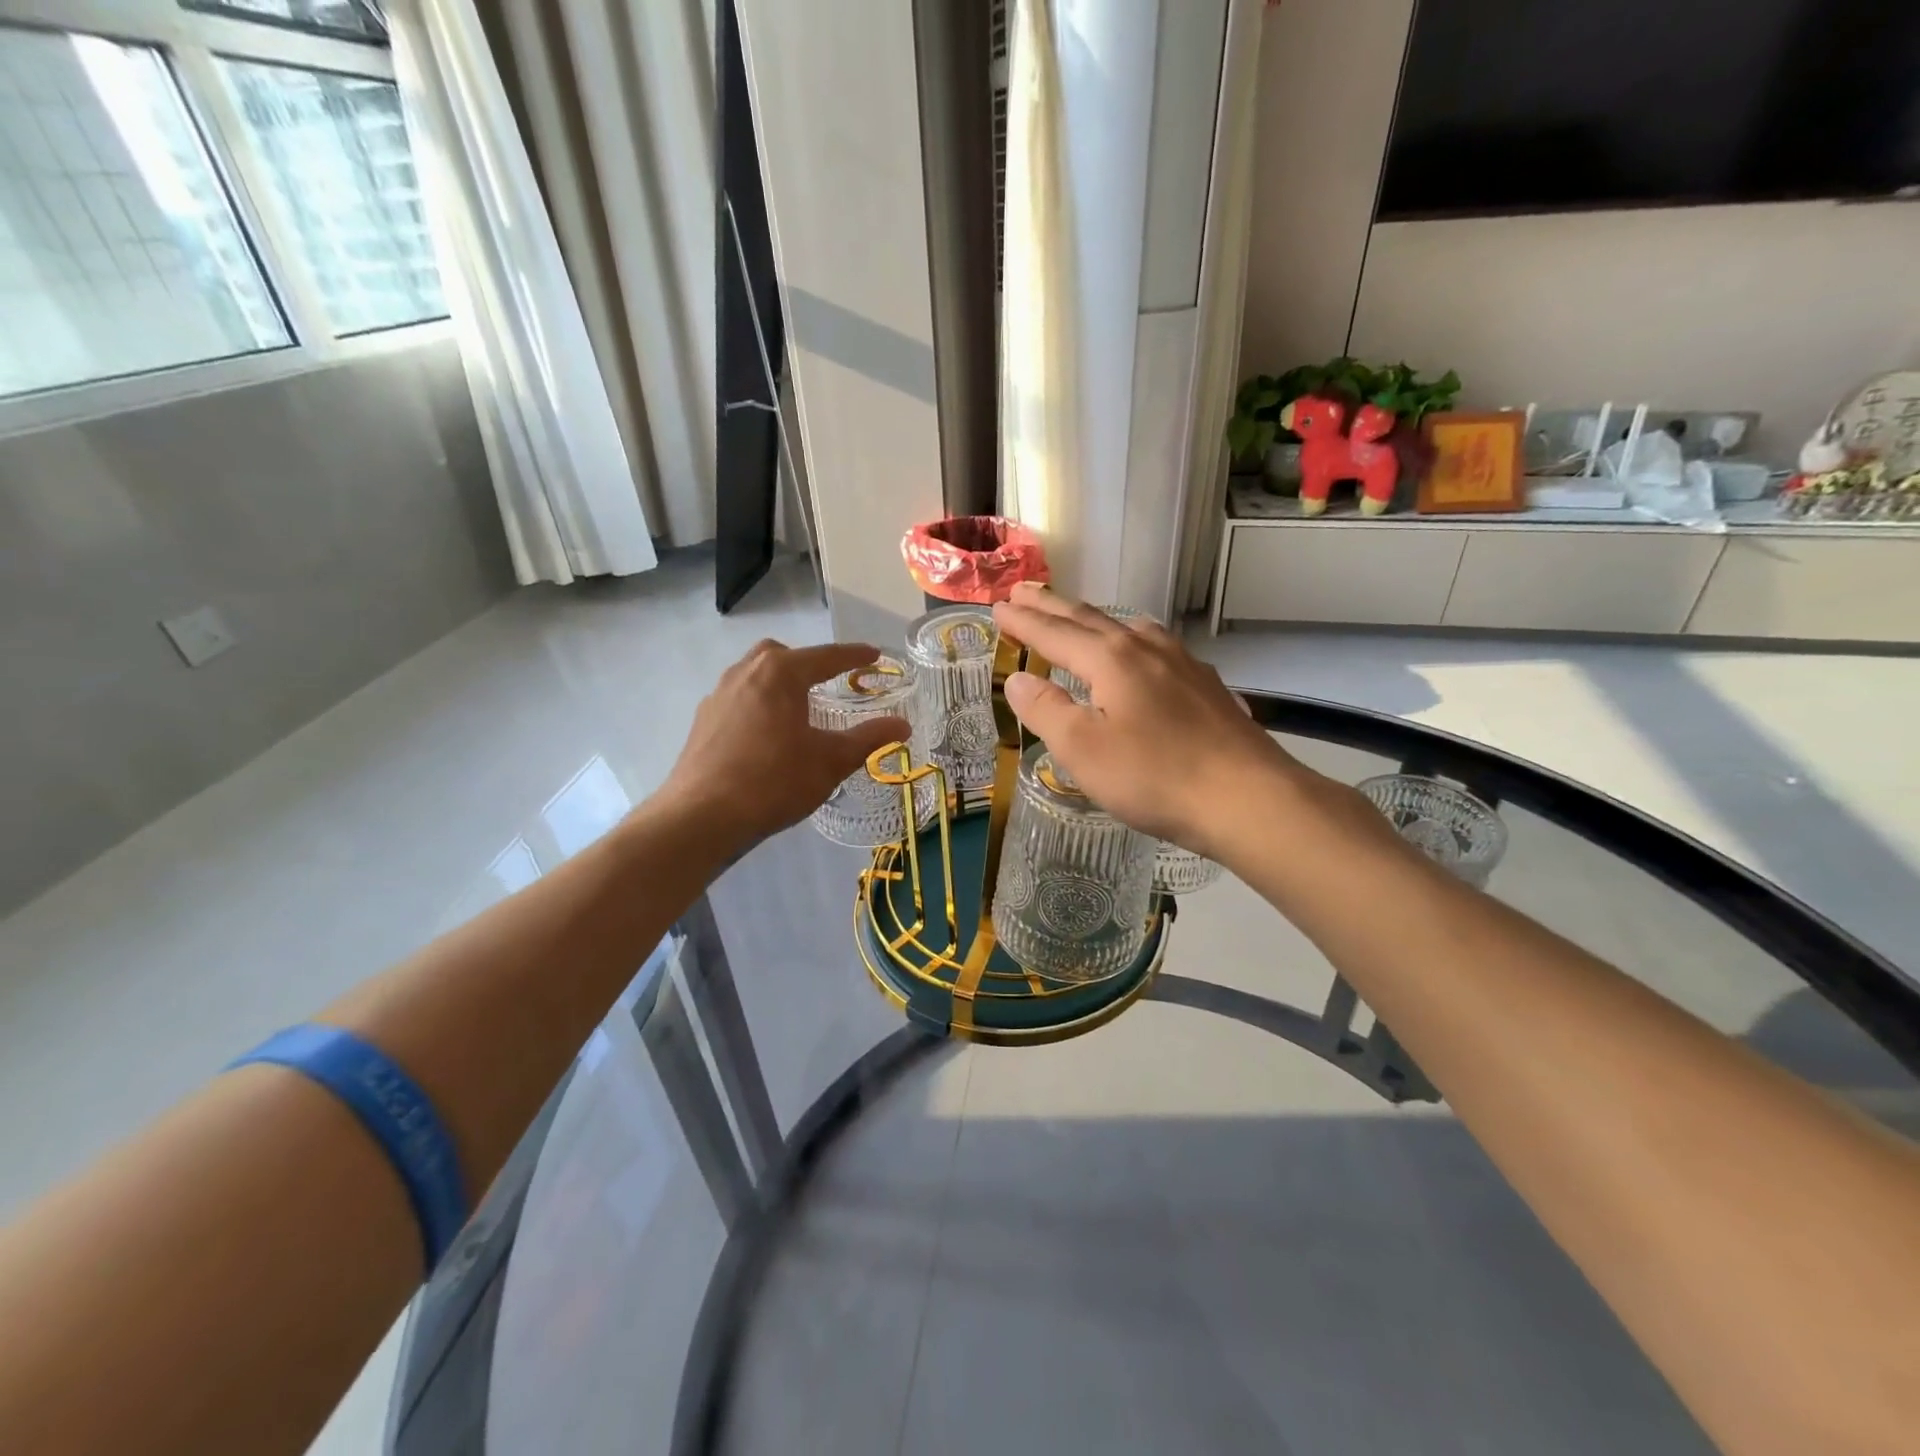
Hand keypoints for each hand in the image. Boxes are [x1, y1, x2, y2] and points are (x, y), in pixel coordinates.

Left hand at [657, 640, 911, 848]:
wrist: (702, 817)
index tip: (875, 656)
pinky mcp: (702, 722)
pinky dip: (758, 705)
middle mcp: (745, 673)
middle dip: (807, 663)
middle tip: (828, 683)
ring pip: (753, 675)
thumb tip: (903, 725)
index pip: (826, 656)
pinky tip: (767, 736)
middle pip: (781, 655)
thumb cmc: (774, 781)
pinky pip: (738, 700)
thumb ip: (869, 739)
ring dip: (779, 684)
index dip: (854, 656)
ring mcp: (718, 696)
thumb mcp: (831, 761)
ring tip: (798, 710)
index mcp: (780, 673)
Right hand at [990, 586, 1299, 858]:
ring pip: (1127, 626)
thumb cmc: (1154, 776)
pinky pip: (1154, 645)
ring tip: (1076, 615)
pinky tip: (1140, 651)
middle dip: (1052, 606)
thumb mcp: (1084, 749)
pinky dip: (1129, 638)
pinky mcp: (1205, 684)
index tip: (997, 607)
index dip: (1023, 621)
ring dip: (1092, 618)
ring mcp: (1182, 663)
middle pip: (1089, 619)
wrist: (1247, 797)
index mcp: (1110, 659)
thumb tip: (1017, 679)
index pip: (1054, 633)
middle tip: (1022, 591)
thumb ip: (1046, 710)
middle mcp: (1145, 648)